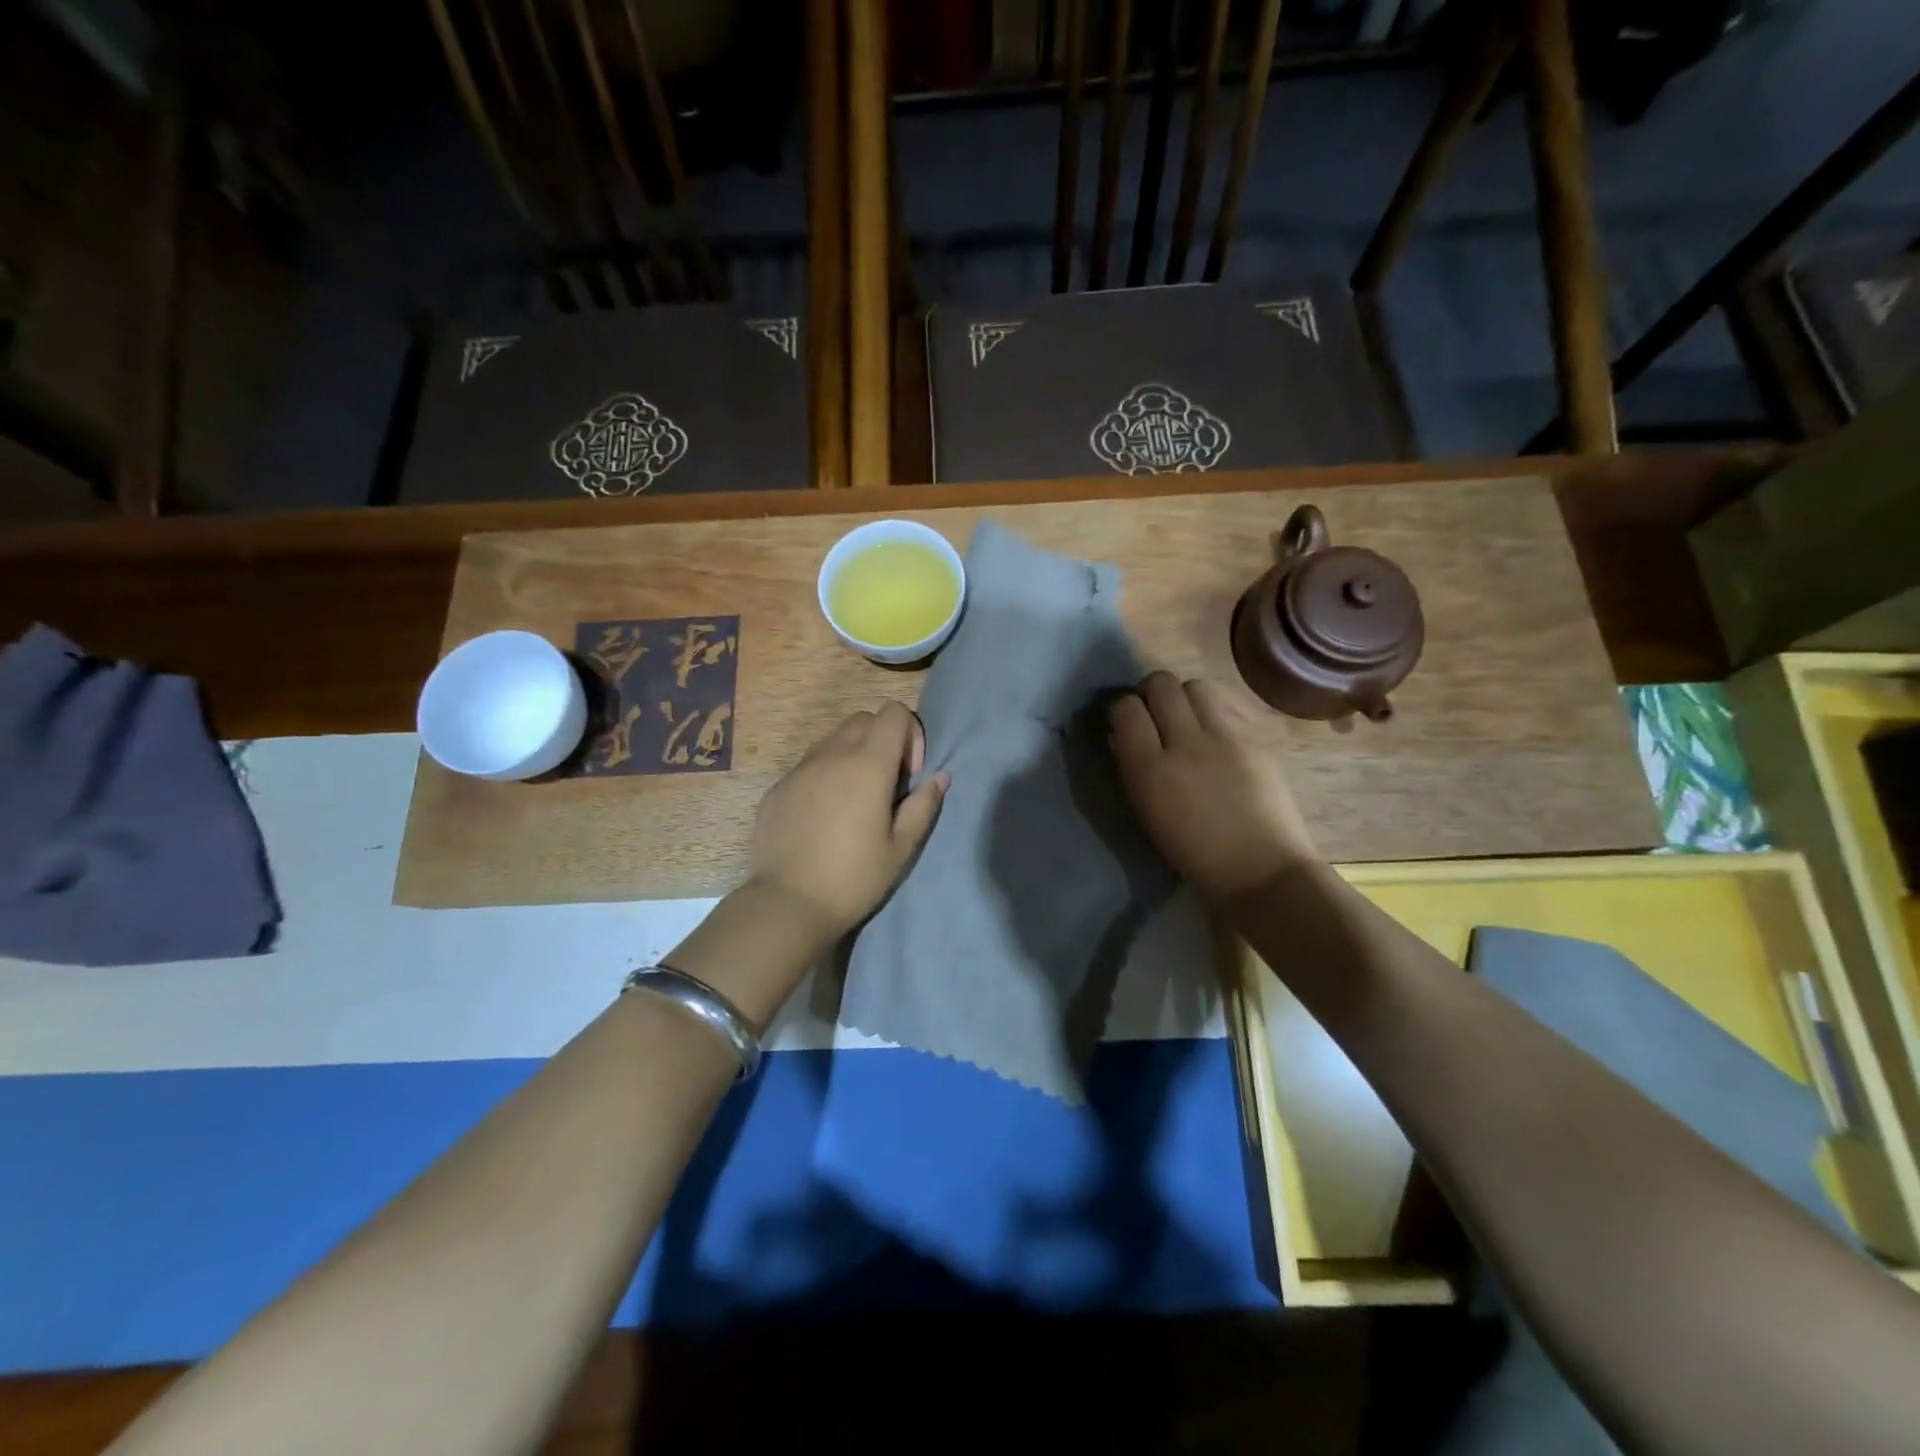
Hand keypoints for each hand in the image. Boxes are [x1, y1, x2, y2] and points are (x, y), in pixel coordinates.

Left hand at [746, 701, 947, 942]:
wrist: (786, 904)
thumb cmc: (854, 878)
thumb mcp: (901, 848)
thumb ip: (924, 806)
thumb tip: (939, 777)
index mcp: (868, 765)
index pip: (894, 712)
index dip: (910, 735)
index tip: (908, 776)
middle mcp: (832, 755)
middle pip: (864, 719)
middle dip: (882, 741)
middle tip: (885, 786)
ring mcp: (800, 769)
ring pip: (833, 740)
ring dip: (852, 756)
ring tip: (854, 802)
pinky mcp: (778, 787)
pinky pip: (809, 765)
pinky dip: (825, 776)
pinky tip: (823, 819)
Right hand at [1109, 672, 1317, 904]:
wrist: (1261, 871)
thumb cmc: (1193, 854)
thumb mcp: (1147, 813)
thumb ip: (1131, 768)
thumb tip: (1121, 735)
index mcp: (1149, 770)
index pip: (1126, 708)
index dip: (1123, 710)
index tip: (1126, 723)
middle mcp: (1185, 743)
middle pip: (1161, 684)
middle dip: (1152, 692)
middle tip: (1155, 713)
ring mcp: (1225, 738)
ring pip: (1196, 686)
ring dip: (1185, 697)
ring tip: (1188, 720)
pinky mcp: (1256, 739)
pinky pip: (1227, 708)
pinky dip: (1214, 715)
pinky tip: (1217, 738)